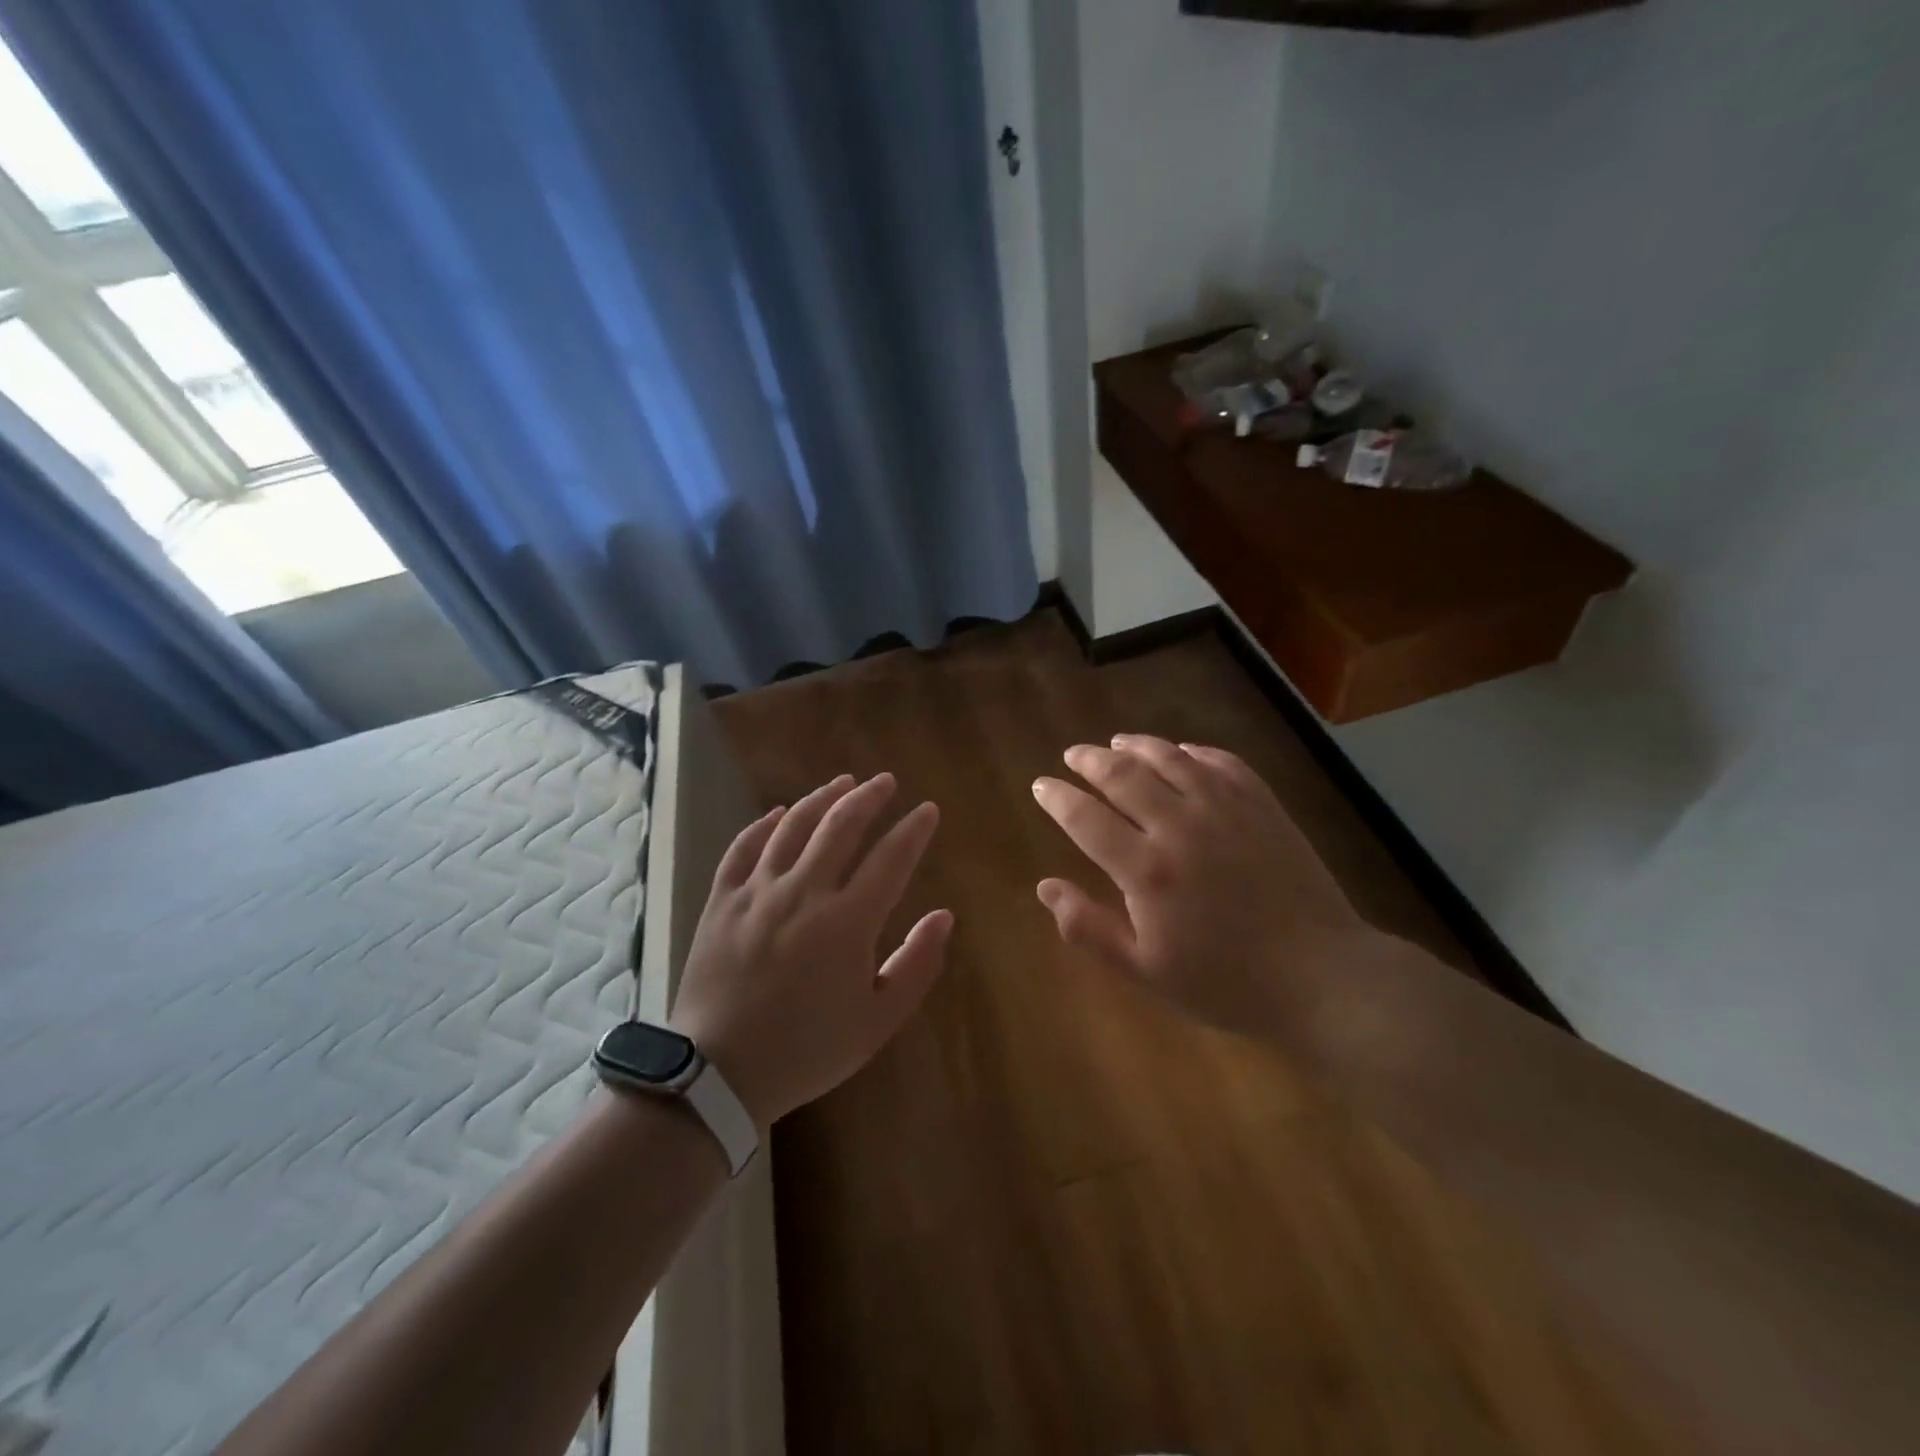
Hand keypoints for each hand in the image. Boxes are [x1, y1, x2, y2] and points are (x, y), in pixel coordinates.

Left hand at [668, 773, 951, 1129]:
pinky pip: (743, 848)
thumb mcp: (878, 1021)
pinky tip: (778, 813)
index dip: (913, 829)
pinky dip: (764, 825)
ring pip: (793, 827)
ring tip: (841, 783)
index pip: (891, 858)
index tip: (928, 810)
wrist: (719, 1075)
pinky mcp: (722, 901)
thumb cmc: (808, 1049)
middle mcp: (804, 893)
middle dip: (869, 797)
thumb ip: (917, 964)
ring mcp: (757, 892)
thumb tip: (944, 916)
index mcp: (848, 921)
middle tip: (885, 781)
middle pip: (840, 826)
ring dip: (821, 799)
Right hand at [1031, 735, 1373, 1034]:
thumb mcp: (1146, 970)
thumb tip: (1045, 887)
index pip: (1085, 818)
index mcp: (1146, 870)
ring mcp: (1225, 809)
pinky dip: (1193, 751)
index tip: (1041, 785)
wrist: (1322, 977)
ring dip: (1136, 745)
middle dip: (1089, 760)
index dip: (1057, 798)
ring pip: (1169, 758)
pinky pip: (1220, 761)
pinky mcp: (1262, 805)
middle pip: (1122, 775)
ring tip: (1117, 741)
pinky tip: (1181, 752)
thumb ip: (1089, 928)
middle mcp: (1180, 826)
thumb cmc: (1226, 981)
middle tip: (1073, 755)